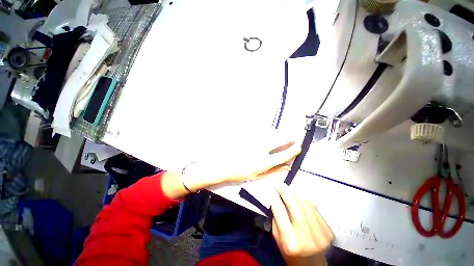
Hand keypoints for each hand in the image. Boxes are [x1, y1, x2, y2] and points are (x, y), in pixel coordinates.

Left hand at [161, 138, 300, 198]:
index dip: (292, 151)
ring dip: (278, 133)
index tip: (298, 147)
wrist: (220, 166)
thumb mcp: (256, 177)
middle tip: (294, 135)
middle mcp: (260, 151)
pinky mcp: (246, 138)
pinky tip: (269, 131)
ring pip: (268, 135)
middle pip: (277, 142)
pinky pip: (258, 132)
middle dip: (288, 138)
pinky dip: (265, 131)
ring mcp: (252, 143)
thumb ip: (272, 172)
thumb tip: (286, 168)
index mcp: (263, 163)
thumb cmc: (238, 174)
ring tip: (284, 132)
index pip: (282, 156)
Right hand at [271, 184, 333, 265]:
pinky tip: (300, 201)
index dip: (275, 197)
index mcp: (290, 241)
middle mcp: (307, 236)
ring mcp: (321, 233)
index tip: (271, 188)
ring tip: (288, 191)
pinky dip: (305, 201)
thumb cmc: (290, 253)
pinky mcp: (328, 230)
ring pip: (305, 203)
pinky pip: (314, 208)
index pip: (280, 210)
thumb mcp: (277, 238)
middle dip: (285, 190)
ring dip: (295, 194)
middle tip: (279, 184)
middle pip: (294, 204)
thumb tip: (276, 198)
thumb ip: (276, 218)